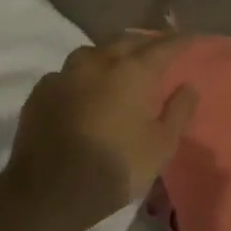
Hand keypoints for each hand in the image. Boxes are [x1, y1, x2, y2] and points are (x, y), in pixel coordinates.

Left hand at [1, 33, 198, 230]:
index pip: (162, 47)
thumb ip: (178, 112)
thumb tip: (188, 86)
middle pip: (125, 41)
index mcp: (132, 72)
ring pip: (92, 52)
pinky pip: (66, 74)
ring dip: (109, 54)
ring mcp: (64, 74)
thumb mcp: (161, 146)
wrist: (49, 190)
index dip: (178, 42)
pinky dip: (81, 76)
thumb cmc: (115, 167)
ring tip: (117, 64)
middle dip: (143, 42)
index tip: (189, 39)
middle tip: (155, 49)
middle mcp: (97, 63)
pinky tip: (82, 89)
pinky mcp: (41, 92)